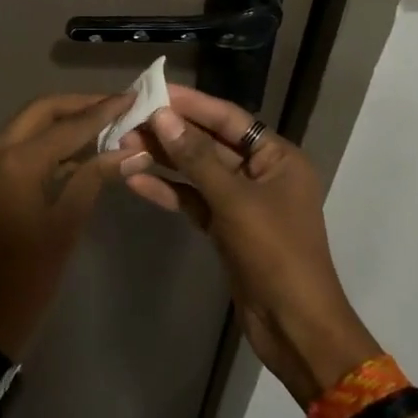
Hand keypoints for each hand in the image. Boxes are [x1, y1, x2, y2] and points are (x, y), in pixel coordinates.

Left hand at [0, 92, 145, 360]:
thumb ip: (96, 177)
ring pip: (29, 125)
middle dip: (79, 106)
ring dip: (63, 121)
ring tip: (105, 123)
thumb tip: (134, 150)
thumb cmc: (31, 275)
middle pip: (42, 111)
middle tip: (117, 106)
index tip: (133, 96)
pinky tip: (80, 150)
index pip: (67, 125)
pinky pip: (20, 146)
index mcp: (17, 162)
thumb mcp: (68, 223)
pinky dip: (49, 141)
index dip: (103, 110)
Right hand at [122, 85, 380, 405]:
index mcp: (278, 157)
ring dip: (164, 160)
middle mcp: (261, 172)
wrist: (294, 327)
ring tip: (122, 146)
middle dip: (170, 132)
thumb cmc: (275, 253)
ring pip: (197, 171)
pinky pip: (193, 200)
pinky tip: (135, 181)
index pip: (228, 118)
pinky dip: (168, 191)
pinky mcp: (226, 228)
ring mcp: (242, 201)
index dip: (190, 103)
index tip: (153, 90)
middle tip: (127, 120)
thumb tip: (162, 116)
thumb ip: (196, 157)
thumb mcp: (235, 201)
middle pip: (209, 142)